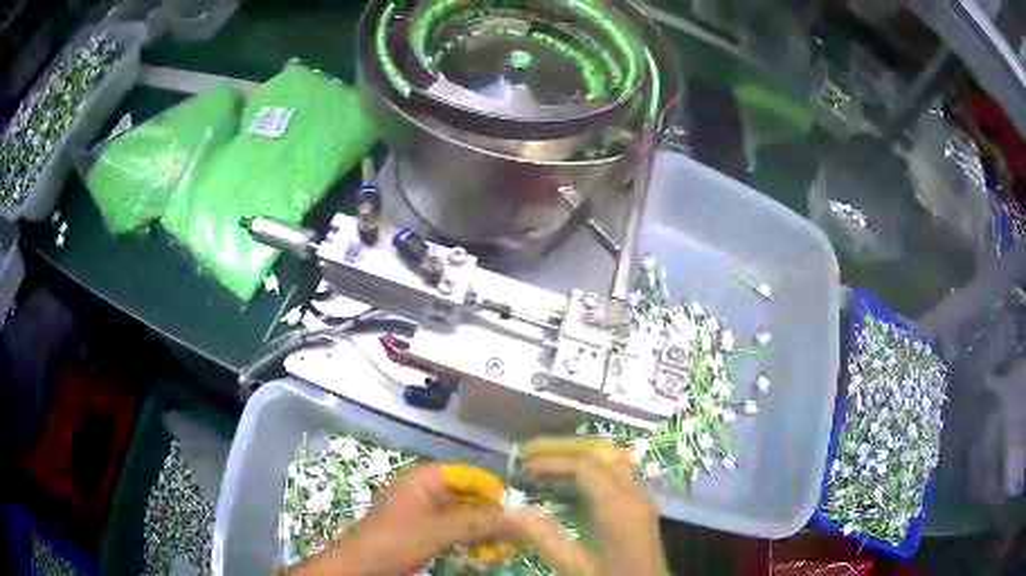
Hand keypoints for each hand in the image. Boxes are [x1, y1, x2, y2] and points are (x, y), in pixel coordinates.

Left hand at [291, 464, 516, 575]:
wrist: (362, 566)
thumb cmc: (396, 540)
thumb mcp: (440, 529)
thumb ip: (481, 521)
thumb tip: (523, 516)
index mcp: (426, 477)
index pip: (471, 476)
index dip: (495, 493)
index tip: (518, 514)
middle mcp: (426, 488)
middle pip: (470, 495)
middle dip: (493, 515)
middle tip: (517, 535)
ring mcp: (424, 510)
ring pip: (465, 514)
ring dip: (485, 530)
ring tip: (506, 547)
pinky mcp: (424, 529)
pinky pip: (455, 528)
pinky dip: (472, 538)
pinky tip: (487, 552)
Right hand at [512, 437, 670, 575]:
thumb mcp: (572, 564)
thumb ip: (540, 536)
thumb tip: (508, 510)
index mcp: (619, 506)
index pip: (585, 466)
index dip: (552, 462)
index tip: (523, 468)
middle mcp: (635, 495)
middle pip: (600, 458)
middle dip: (564, 455)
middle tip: (531, 460)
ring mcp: (641, 501)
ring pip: (609, 466)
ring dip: (577, 465)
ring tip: (544, 472)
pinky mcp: (640, 511)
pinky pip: (615, 480)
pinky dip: (589, 479)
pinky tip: (567, 494)